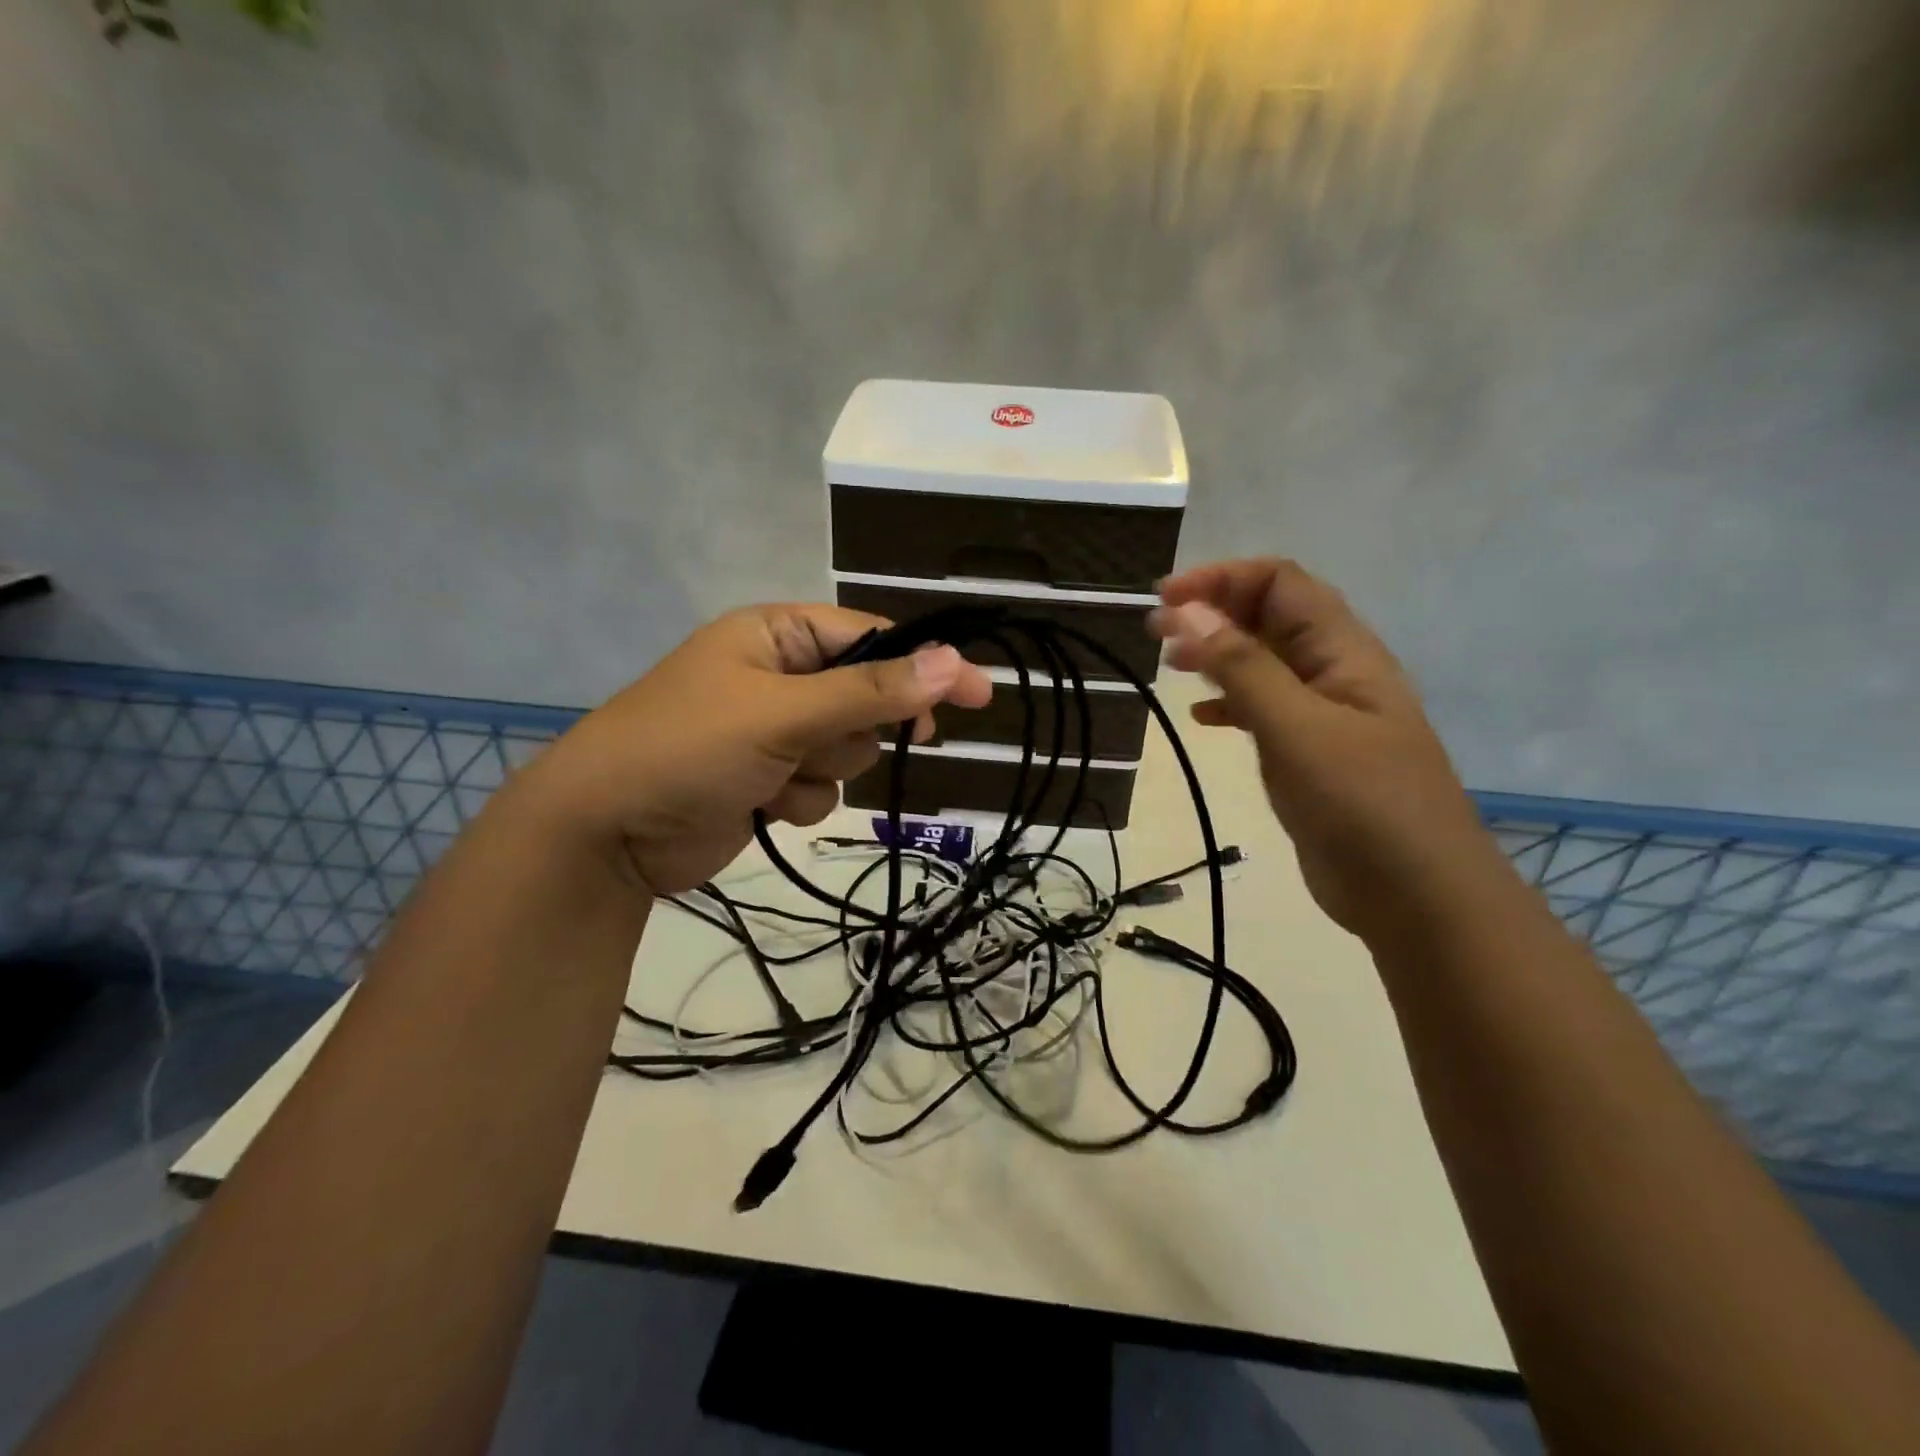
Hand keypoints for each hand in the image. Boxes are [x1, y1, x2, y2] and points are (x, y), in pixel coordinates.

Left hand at [507, 605, 991, 896]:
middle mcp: (780, 676)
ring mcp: (774, 731)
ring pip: (849, 749)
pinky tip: (759, 804)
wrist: (605, 833)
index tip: (979, 695)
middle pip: (867, 699)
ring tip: (772, 776)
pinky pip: (823, 786)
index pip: (873, 640)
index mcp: (778, 636)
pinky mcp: (768, 778)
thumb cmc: (688, 748)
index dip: (926, 666)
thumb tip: (954, 662)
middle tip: (821, 745)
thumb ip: (870, 691)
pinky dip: (800, 800)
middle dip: (850, 731)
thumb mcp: (784, 713)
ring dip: (823, 770)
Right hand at [1151, 559, 1495, 935]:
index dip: (1222, 579)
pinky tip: (1200, 718)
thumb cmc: (1364, 805)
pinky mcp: (1309, 755)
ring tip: (1170, 663)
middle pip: (1270, 616)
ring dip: (1217, 653)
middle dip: (1213, 610)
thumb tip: (1188, 611)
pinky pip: (1262, 709)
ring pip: (1263, 662)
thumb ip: (1243, 668)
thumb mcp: (1298, 729)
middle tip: (1156, 631)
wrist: (1417, 898)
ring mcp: (1322, 715)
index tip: (1165, 599)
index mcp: (1343, 652)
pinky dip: (1228, 703)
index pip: (1280, 583)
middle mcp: (1334, 672)